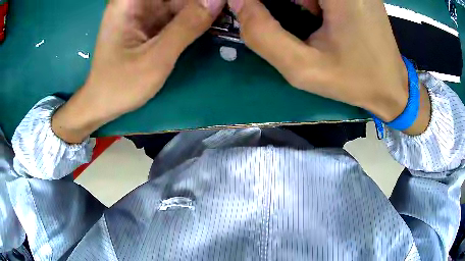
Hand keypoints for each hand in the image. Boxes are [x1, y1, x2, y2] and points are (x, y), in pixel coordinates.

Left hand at [52, 0, 225, 142]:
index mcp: (130, 2)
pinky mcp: (150, 22)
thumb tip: (218, 0)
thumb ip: (188, 26)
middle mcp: (136, 1)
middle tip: (227, 7)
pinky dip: (194, 16)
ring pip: (179, 1)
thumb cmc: (120, 85)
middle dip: (201, 2)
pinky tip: (211, 21)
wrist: (102, 104)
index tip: (218, 3)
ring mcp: (144, 11)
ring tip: (225, 14)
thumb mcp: (156, 58)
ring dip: (201, 7)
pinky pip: (177, 12)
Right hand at [229, 0, 430, 134]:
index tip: (255, 13)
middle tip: (289, 24)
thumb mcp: (304, 68)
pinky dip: (309, 3)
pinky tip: (319, 17)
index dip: (263, 3)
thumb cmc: (354, 81)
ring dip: (297, 4)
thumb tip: (238, 3)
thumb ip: (263, 35)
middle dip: (285, 6)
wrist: (391, 87)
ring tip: (312, 23)